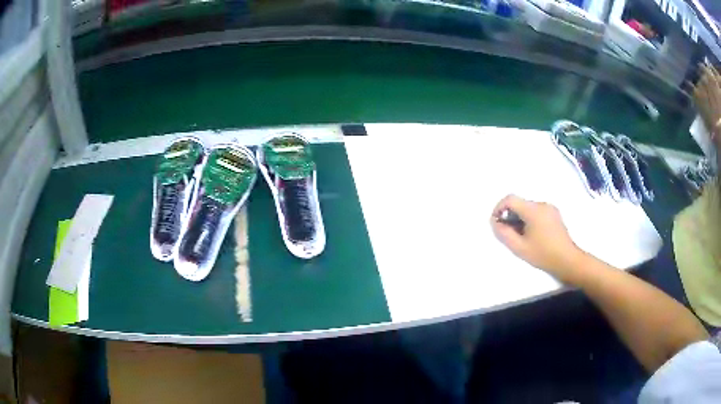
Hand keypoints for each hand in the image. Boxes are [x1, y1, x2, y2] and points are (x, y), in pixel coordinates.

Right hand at [490, 195, 585, 283]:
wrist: (568, 260)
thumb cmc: (543, 255)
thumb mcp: (519, 247)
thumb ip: (504, 234)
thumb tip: (495, 222)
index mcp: (533, 210)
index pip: (511, 199)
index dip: (499, 208)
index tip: (496, 222)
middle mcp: (542, 204)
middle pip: (520, 203)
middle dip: (510, 215)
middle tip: (508, 233)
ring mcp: (550, 208)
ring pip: (528, 208)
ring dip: (520, 218)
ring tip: (520, 237)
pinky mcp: (555, 214)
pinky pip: (537, 212)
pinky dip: (529, 220)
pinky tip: (532, 235)